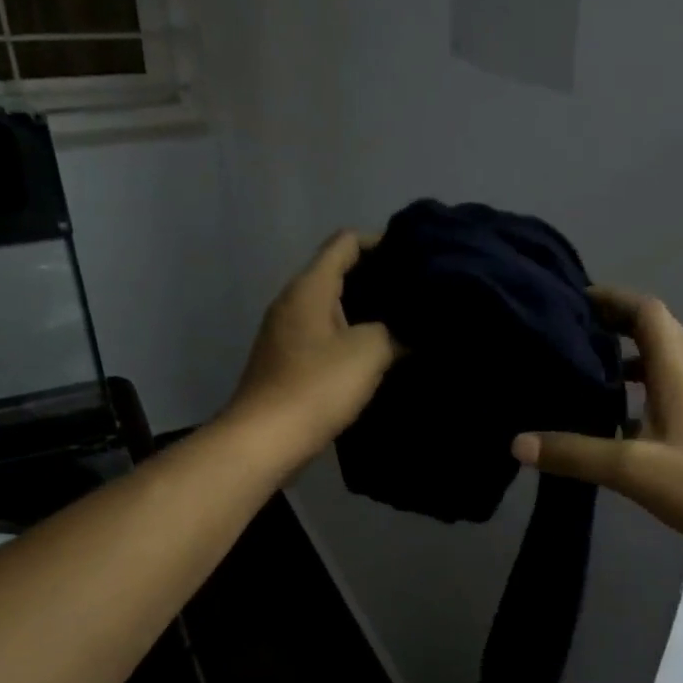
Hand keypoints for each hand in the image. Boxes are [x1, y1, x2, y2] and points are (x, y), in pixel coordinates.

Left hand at [225, 231, 396, 467]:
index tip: (414, 255)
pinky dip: (351, 333)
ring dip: (365, 309)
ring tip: (404, 319)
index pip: (345, 242)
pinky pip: (325, 333)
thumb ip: (396, 331)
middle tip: (417, 290)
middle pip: (338, 271)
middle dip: (377, 277)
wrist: (265, 440)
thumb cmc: (317, 386)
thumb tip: (412, 329)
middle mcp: (293, 301)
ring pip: (332, 305)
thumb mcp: (369, 352)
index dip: (380, 242)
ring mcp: (287, 331)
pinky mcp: (287, 360)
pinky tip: (378, 351)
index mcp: (310, 287)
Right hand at [513, 287, 682, 560]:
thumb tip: (517, 442)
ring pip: (661, 364)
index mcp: (678, 373)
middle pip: (655, 332)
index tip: (575, 300)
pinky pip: (664, 394)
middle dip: (615, 323)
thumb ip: (574, 454)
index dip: (614, 298)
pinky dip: (637, 393)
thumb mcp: (632, 469)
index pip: (648, 313)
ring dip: (626, 358)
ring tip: (585, 369)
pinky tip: (612, 420)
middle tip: (572, 331)